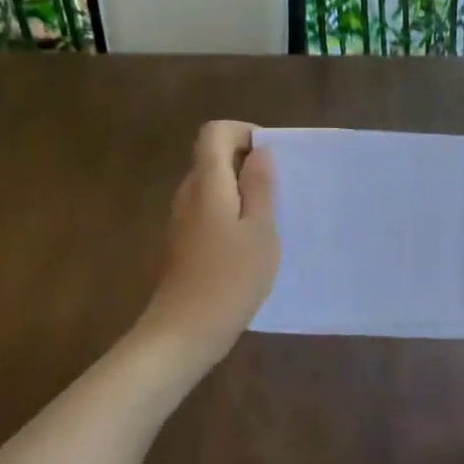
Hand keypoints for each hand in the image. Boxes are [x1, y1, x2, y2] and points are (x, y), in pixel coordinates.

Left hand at [141, 121, 278, 359]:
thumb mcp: (260, 229)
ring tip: (271, 220)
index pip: (215, 131)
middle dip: (249, 164)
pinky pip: (210, 209)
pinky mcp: (185, 241)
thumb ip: (260, 185)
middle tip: (280, 193)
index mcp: (207, 182)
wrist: (185, 331)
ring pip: (214, 185)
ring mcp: (183, 218)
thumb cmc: (230, 278)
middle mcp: (189, 192)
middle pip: (214, 157)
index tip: (272, 160)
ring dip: (243, 192)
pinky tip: (252, 244)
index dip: (245, 134)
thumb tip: (260, 151)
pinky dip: (233, 213)